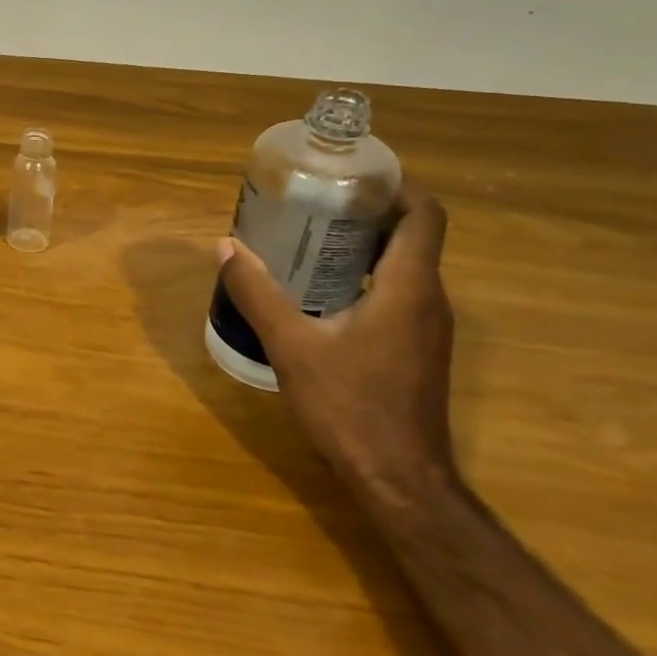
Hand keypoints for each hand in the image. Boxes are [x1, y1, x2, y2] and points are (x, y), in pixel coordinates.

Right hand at [217, 186, 455, 494]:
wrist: (398, 478)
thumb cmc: (349, 404)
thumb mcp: (291, 345)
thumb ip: (257, 293)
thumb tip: (226, 247)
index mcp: (409, 286)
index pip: (425, 215)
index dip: (397, 187)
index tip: (352, 177)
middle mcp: (430, 299)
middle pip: (413, 236)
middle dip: (368, 213)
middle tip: (315, 205)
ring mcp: (428, 328)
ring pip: (406, 267)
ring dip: (366, 247)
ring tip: (311, 241)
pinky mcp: (419, 351)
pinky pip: (399, 295)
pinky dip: (367, 279)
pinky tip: (322, 293)